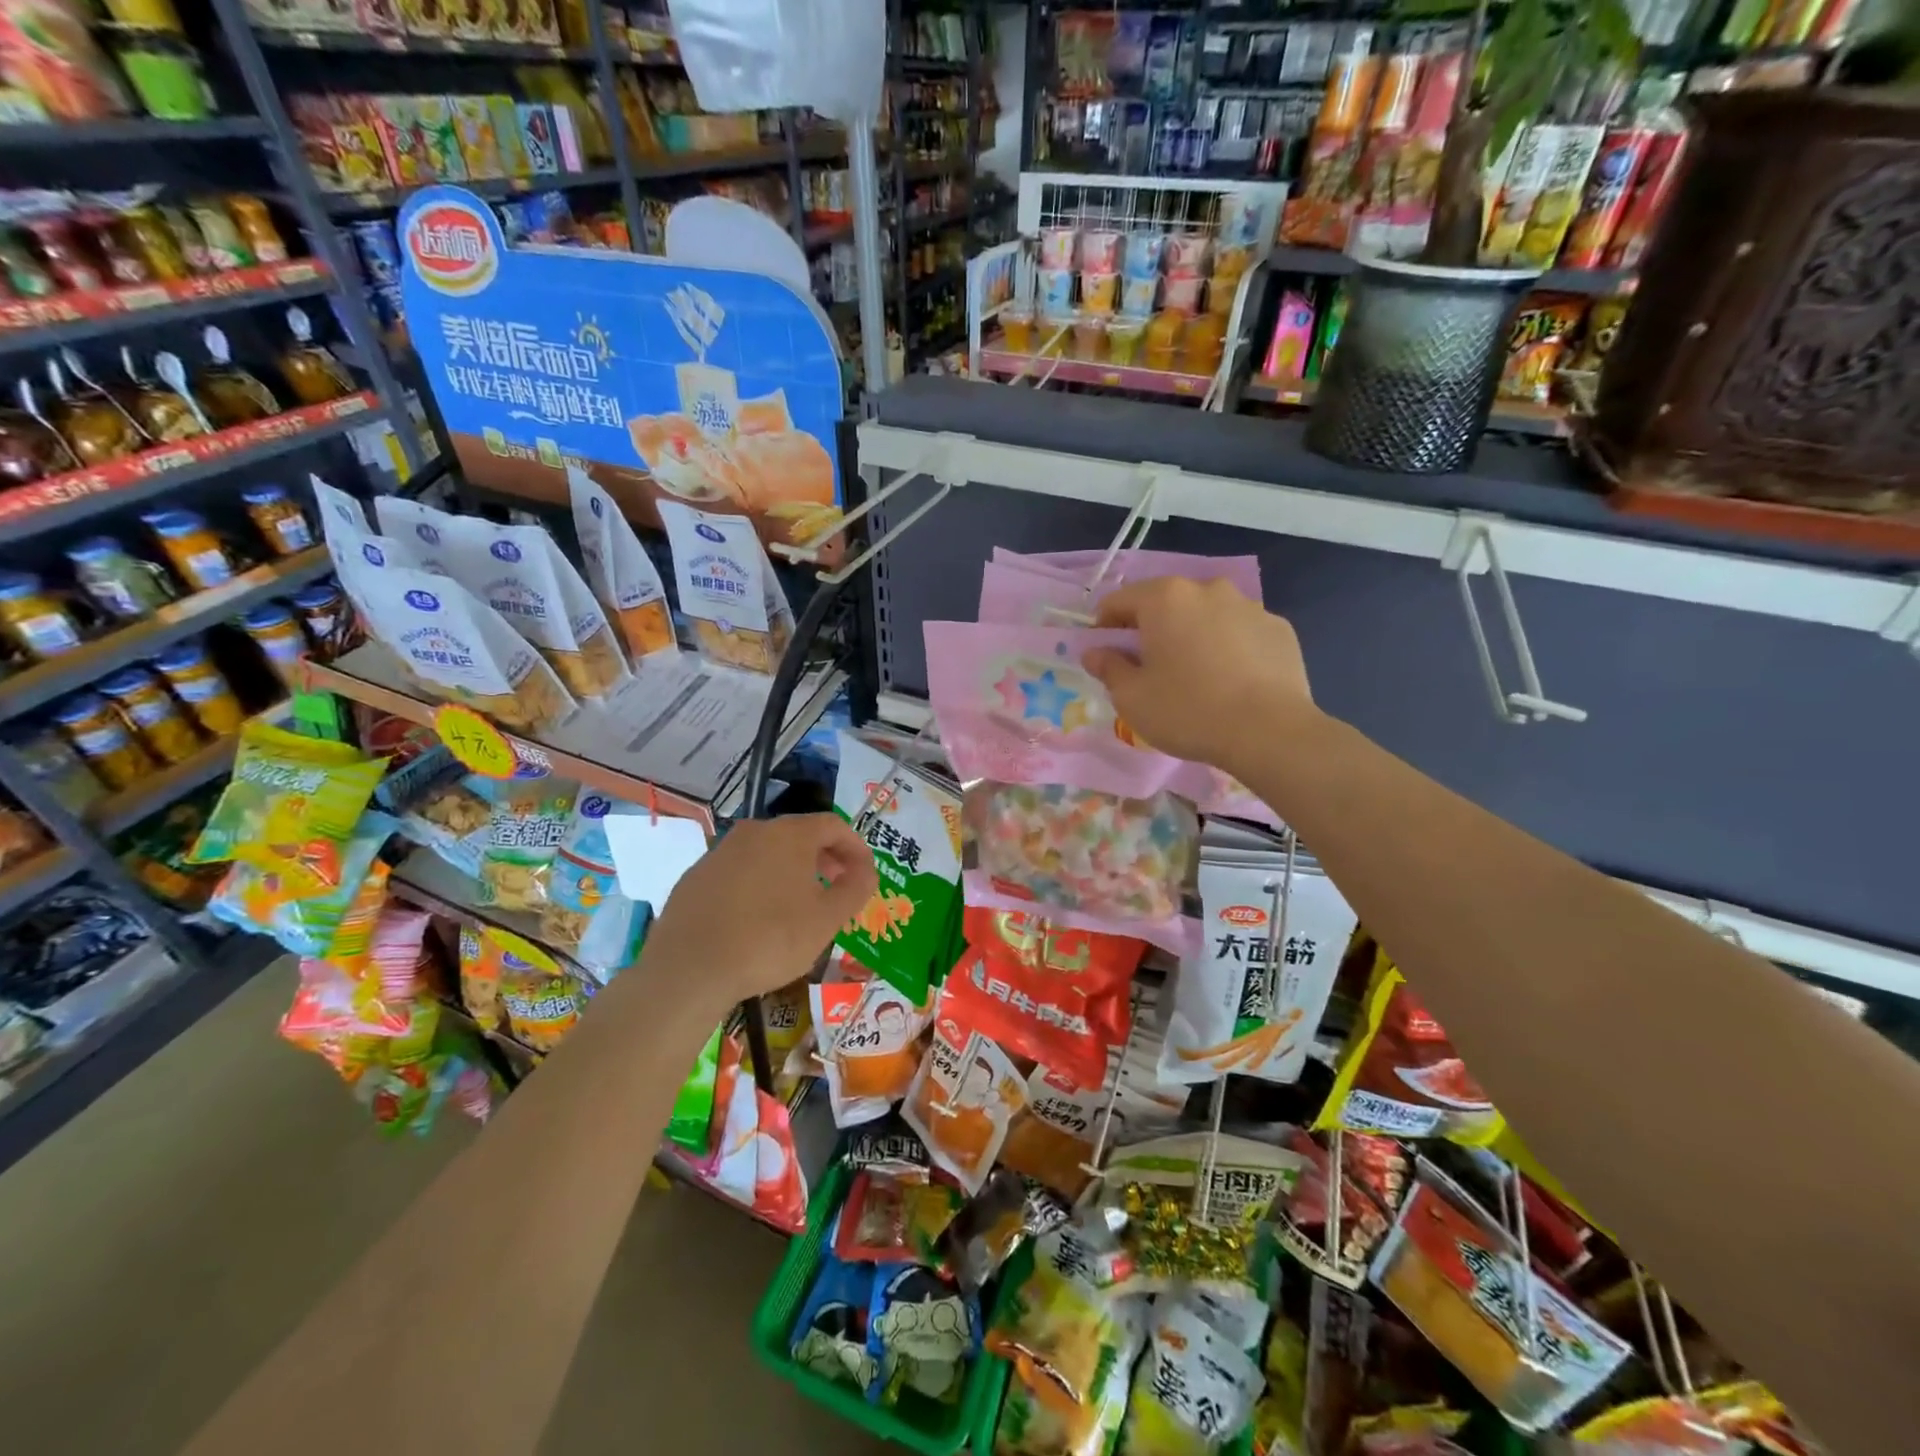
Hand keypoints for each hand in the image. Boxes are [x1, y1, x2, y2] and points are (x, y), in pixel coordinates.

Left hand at [640, 814, 876, 1012]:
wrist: (689, 969)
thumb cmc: (769, 940)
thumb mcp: (827, 920)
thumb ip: (855, 889)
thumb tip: (866, 872)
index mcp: (789, 835)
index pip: (834, 826)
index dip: (856, 848)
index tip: (866, 875)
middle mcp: (754, 832)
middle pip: (800, 835)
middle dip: (825, 858)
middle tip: (838, 887)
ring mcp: (720, 852)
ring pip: (768, 853)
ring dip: (792, 871)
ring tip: (801, 905)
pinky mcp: (696, 877)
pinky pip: (740, 871)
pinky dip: (760, 884)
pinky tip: (759, 918)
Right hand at [1082, 577, 1320, 776]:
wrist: (1269, 732)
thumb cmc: (1188, 711)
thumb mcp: (1131, 697)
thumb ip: (1108, 668)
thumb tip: (1095, 652)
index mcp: (1165, 598)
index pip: (1118, 601)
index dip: (1104, 628)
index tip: (1106, 657)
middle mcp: (1207, 589)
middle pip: (1165, 604)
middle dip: (1152, 630)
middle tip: (1150, 670)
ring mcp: (1249, 605)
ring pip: (1205, 616)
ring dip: (1192, 636)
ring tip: (1196, 677)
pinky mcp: (1279, 628)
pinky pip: (1240, 632)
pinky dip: (1228, 648)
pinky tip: (1231, 682)